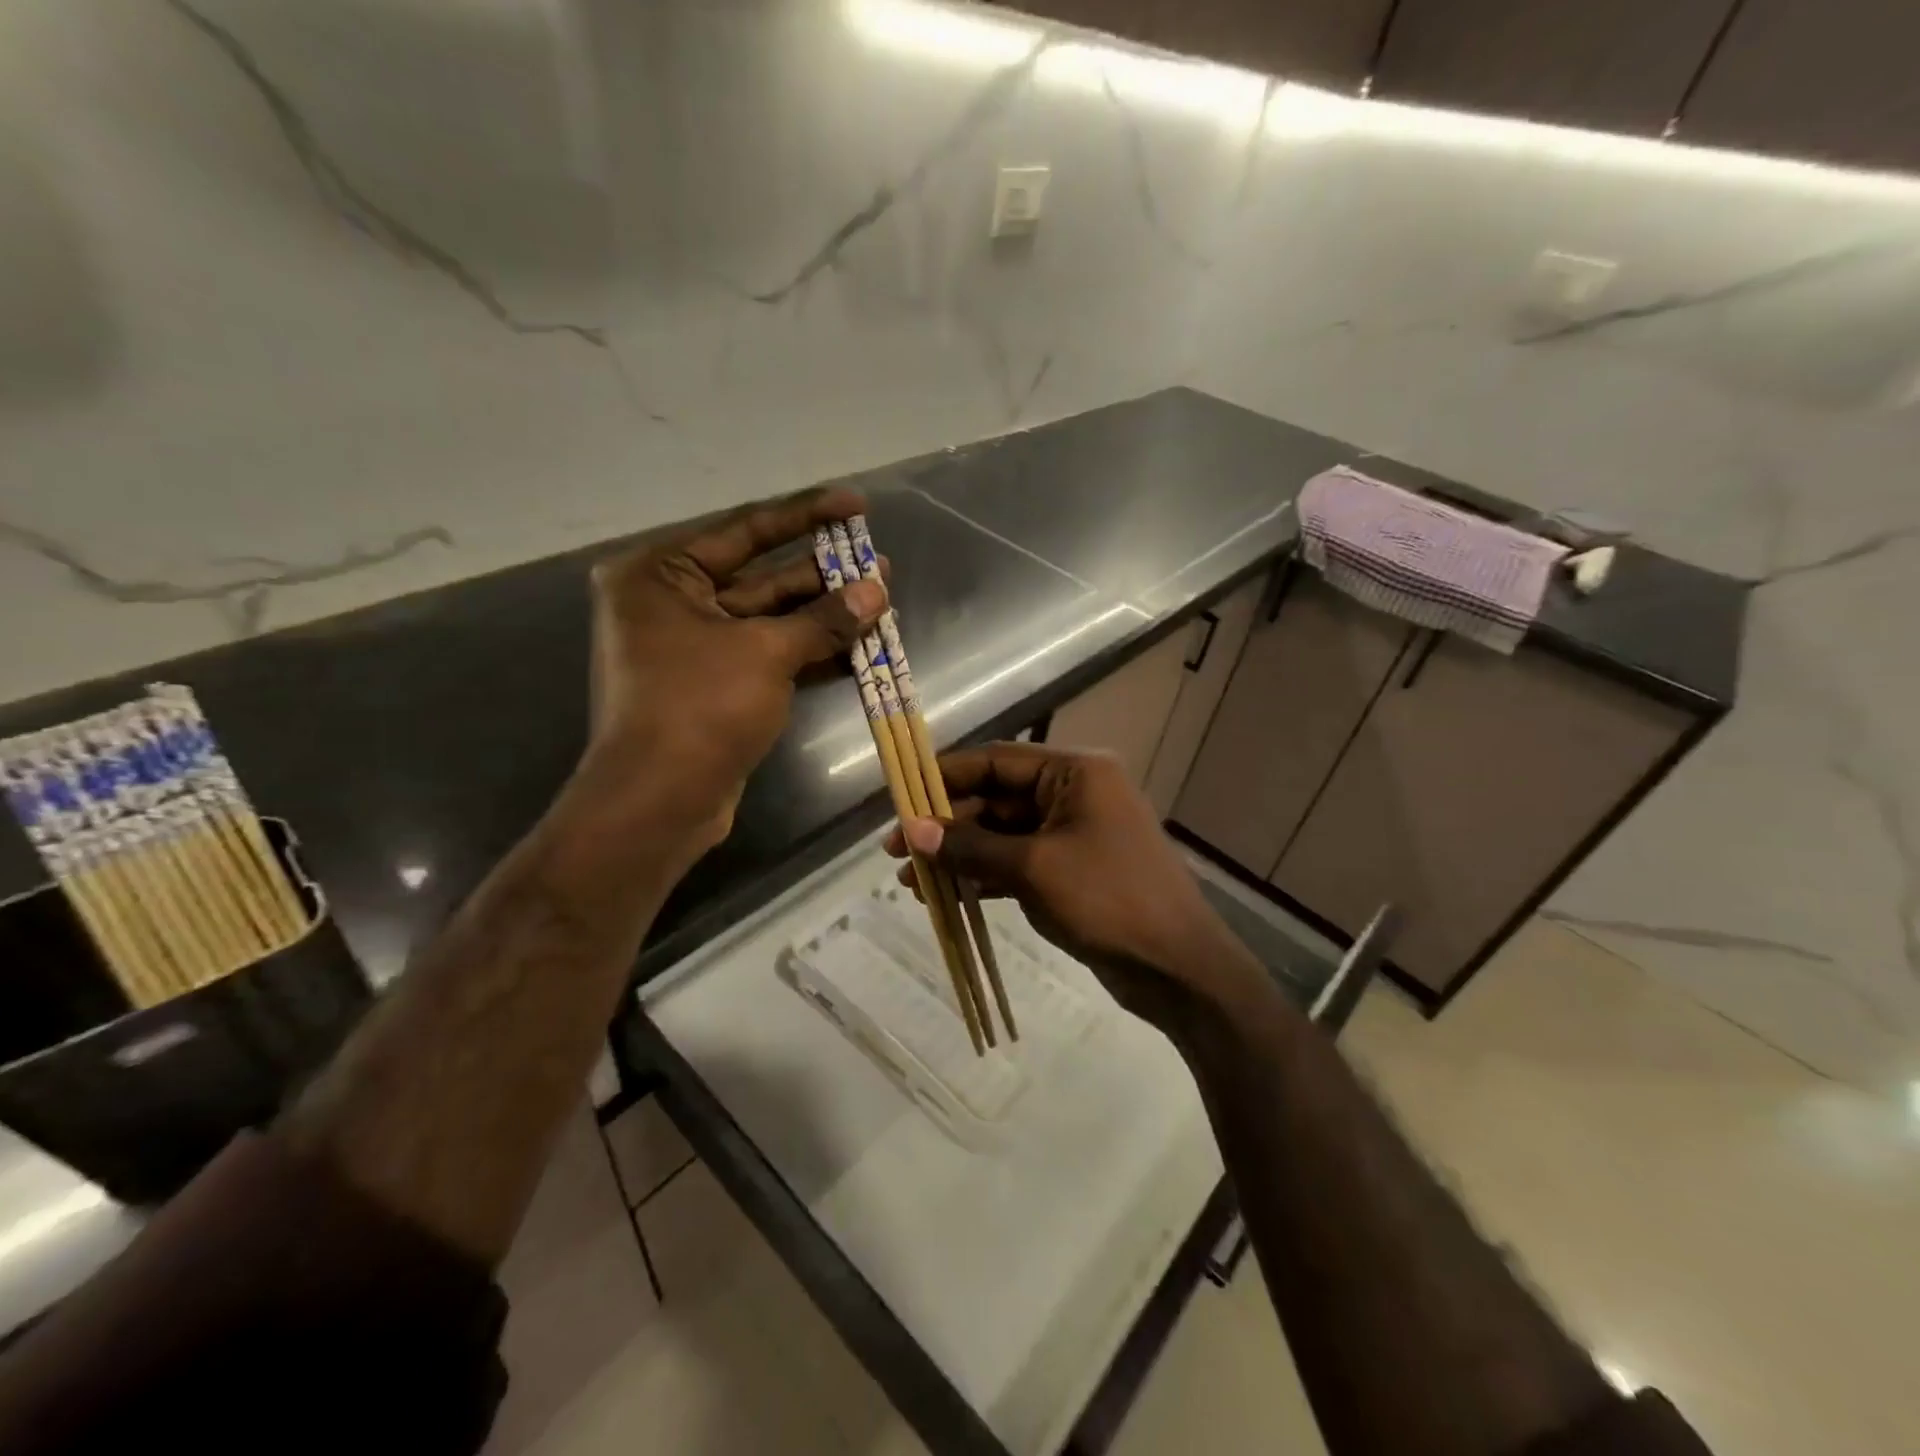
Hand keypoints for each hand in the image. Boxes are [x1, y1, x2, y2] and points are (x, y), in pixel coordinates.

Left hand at [580, 486, 885, 851]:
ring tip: (882, 598)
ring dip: (825, 614)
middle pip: (761, 576)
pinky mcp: (718, 686)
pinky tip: (860, 644)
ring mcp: (695, 648)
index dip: (806, 516)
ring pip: (771, 620)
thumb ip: (824, 620)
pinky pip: (770, 655)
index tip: (855, 504)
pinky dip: (811, 651)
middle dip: (823, 573)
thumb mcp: (766, 654)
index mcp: (661, 575)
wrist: (661, 801)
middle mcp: (671, 604)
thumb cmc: (700, 707)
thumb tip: (877, 592)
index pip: (746, 530)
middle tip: (879, 562)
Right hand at [884, 742, 1267, 1035]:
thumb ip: (971, 846)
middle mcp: (1073, 794)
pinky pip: (1016, 863)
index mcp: (1074, 773)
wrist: (1178, 967)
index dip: (946, 776)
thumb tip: (913, 830)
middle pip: (996, 798)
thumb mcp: (1033, 868)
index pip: (997, 760)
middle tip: (896, 851)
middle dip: (947, 825)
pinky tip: (945, 896)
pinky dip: (983, 876)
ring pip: (1002, 834)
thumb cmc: (1108, 900)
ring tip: (910, 881)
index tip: (902, 797)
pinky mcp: (1070, 871)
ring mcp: (1072, 834)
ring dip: (959, 854)